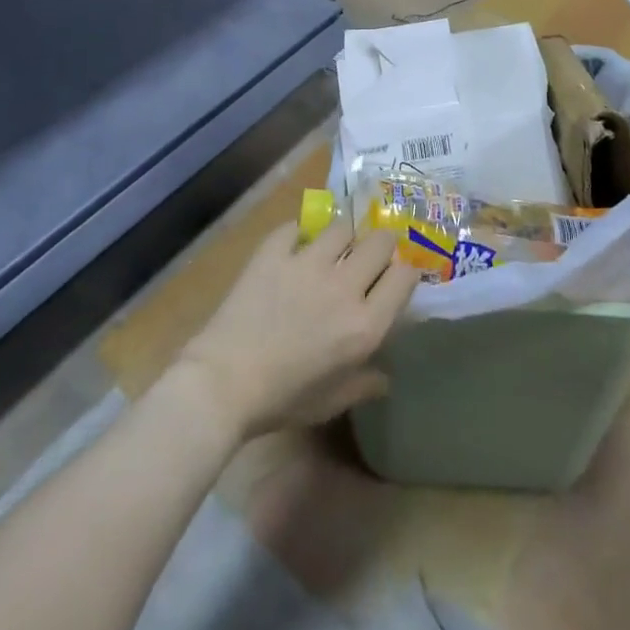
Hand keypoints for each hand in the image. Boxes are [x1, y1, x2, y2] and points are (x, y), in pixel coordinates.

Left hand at [174, 218, 419, 441]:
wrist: (223, 382)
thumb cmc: (282, 400)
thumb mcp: (331, 402)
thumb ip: (364, 384)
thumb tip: (385, 377)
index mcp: (365, 325)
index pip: (405, 276)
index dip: (406, 271)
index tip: (397, 276)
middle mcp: (344, 286)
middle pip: (381, 241)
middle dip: (382, 245)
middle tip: (370, 255)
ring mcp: (308, 263)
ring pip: (342, 226)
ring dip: (342, 237)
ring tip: (332, 248)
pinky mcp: (275, 251)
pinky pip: (297, 227)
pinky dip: (299, 234)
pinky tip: (294, 246)